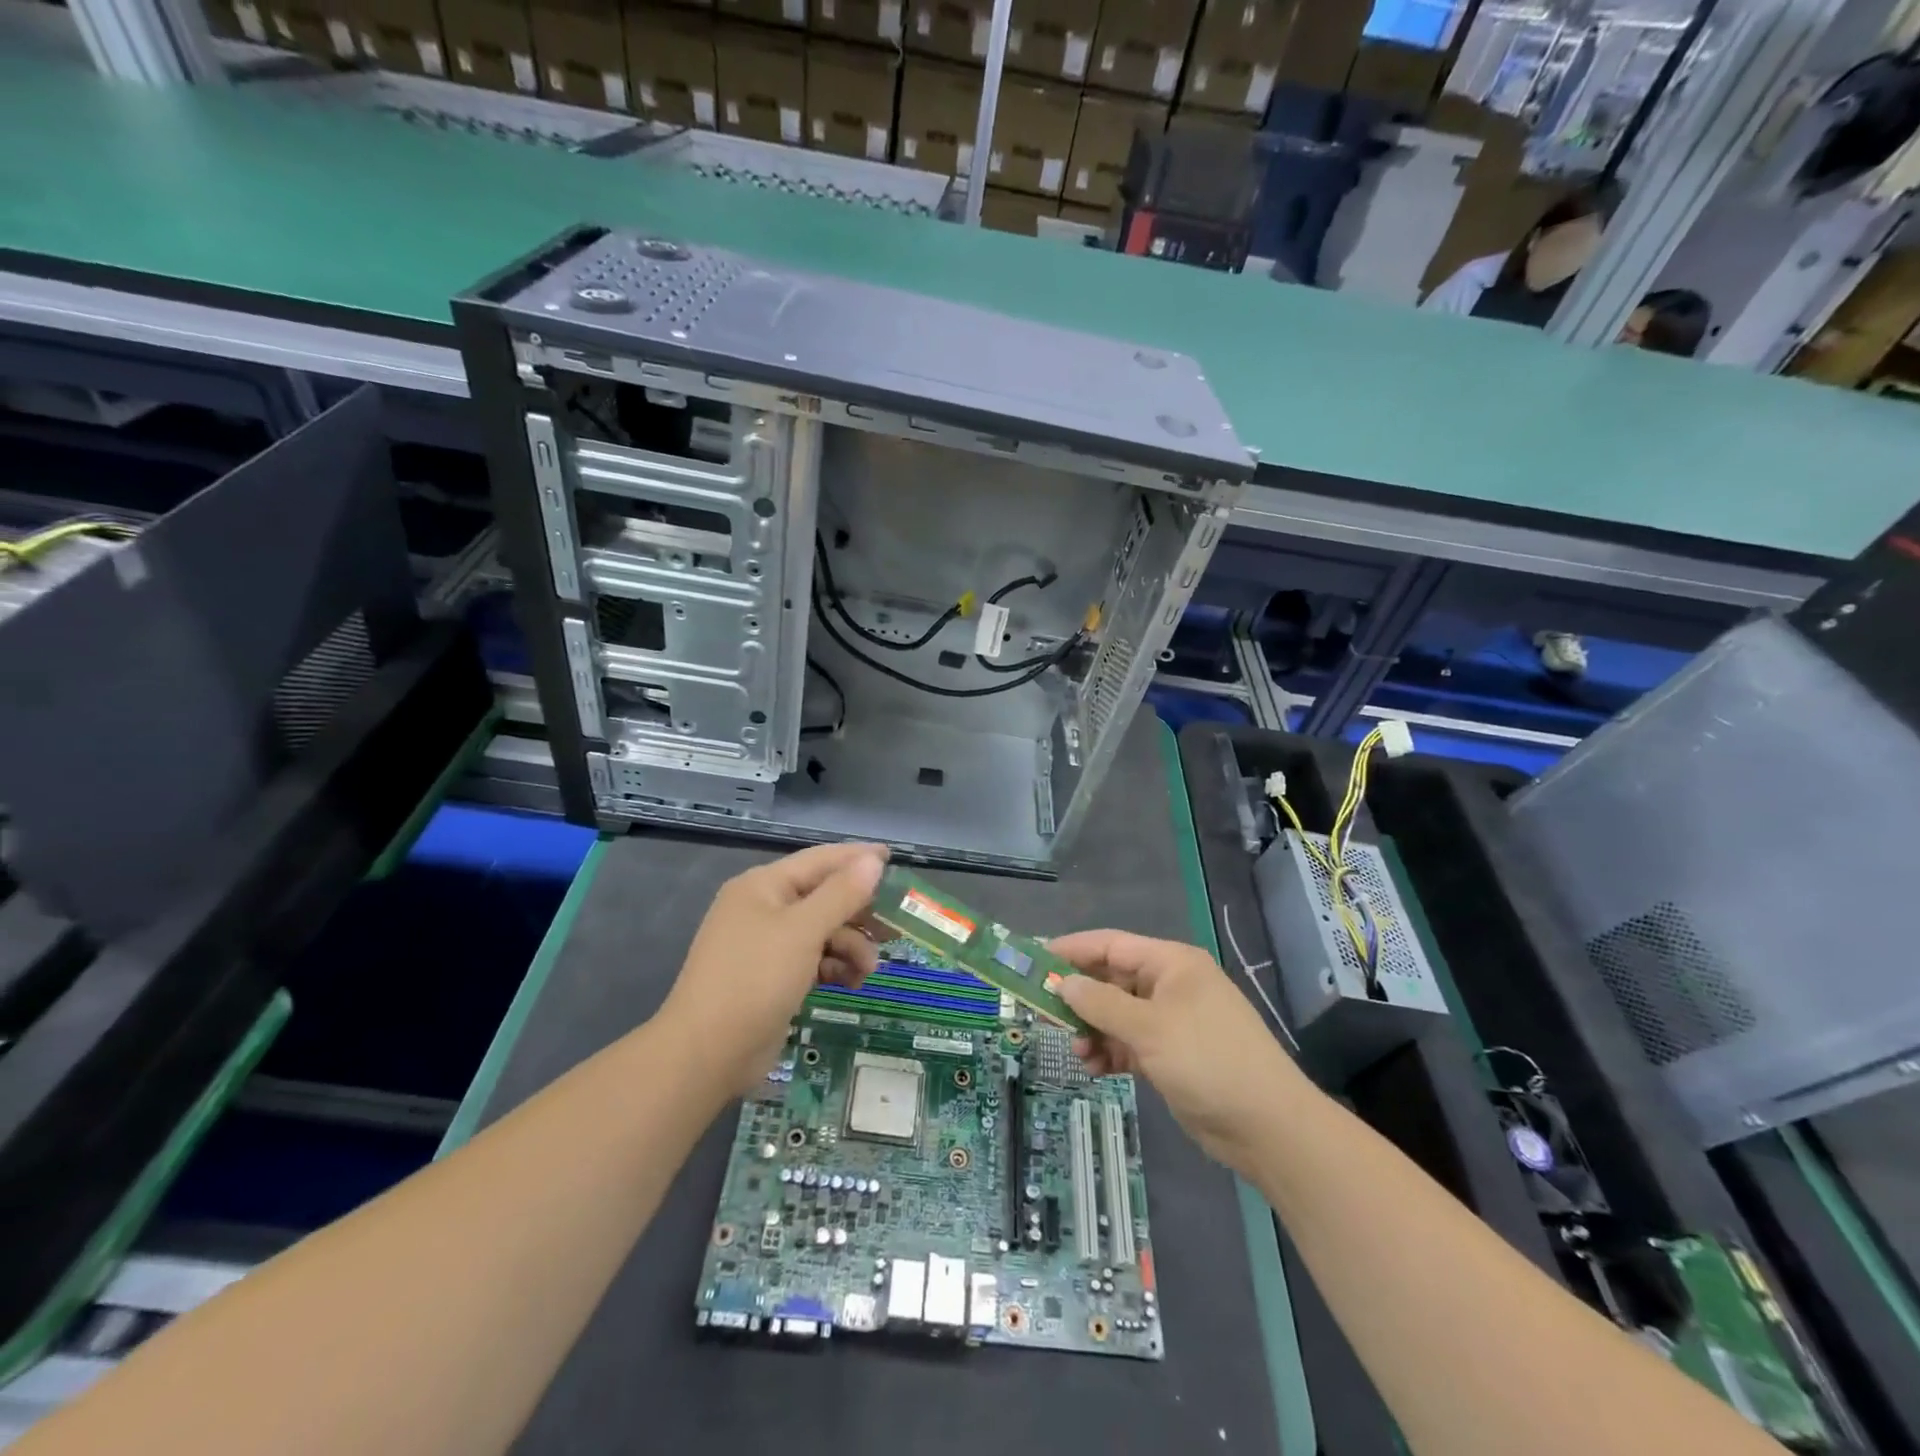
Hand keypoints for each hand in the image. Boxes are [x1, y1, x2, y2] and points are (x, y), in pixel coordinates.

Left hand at [661, 843, 887, 1095]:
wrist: (707, 1053)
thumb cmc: (755, 979)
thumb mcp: (803, 931)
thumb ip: (841, 894)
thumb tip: (872, 861)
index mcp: (763, 886)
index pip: (820, 860)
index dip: (857, 858)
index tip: (893, 859)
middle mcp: (763, 908)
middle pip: (823, 897)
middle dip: (858, 913)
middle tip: (893, 927)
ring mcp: (766, 945)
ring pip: (822, 932)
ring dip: (850, 946)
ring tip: (868, 970)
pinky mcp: (772, 977)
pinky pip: (813, 959)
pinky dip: (834, 967)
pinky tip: (851, 984)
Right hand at [1052, 929, 1304, 1171]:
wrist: (1267, 1127)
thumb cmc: (1208, 1061)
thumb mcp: (1149, 1028)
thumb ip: (1101, 1003)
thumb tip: (1064, 983)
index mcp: (1171, 963)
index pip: (1110, 944)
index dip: (1072, 950)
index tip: (1034, 960)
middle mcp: (1170, 985)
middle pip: (1111, 980)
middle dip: (1080, 997)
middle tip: (1044, 1013)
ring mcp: (1172, 1021)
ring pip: (1117, 1014)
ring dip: (1093, 1030)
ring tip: (1077, 1052)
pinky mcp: (1172, 1055)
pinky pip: (1129, 1043)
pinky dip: (1110, 1052)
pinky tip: (1095, 1069)